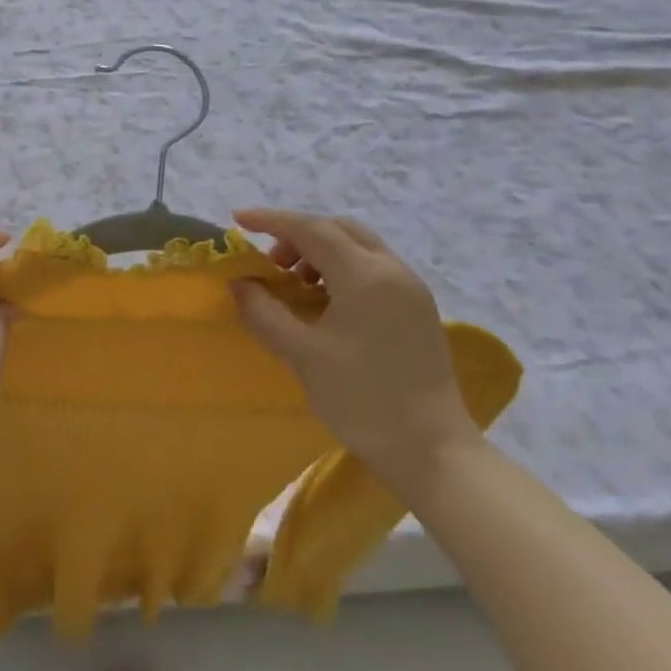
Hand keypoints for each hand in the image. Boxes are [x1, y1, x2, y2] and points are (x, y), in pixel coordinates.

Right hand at [230, 209, 480, 494]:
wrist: (432, 450)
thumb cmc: (361, 399)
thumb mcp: (302, 354)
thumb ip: (264, 312)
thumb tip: (240, 283)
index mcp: (364, 275)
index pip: (311, 229)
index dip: (271, 220)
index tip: (238, 220)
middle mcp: (392, 270)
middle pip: (338, 228)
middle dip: (298, 234)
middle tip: (270, 260)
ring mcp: (411, 288)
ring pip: (358, 245)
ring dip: (322, 250)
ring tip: (296, 282)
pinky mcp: (418, 308)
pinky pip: (374, 266)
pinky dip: (343, 267)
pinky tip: (326, 300)